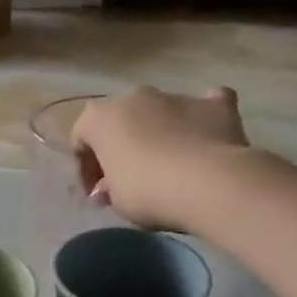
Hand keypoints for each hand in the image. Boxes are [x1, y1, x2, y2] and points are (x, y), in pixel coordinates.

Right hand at [71, 86, 250, 231]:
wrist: (208, 183)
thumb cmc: (146, 191)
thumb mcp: (115, 199)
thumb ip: (108, 188)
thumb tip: (110, 187)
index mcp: (100, 116)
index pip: (81, 140)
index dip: (85, 170)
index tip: (97, 196)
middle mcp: (134, 97)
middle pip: (121, 122)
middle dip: (121, 147)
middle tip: (128, 180)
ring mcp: (176, 96)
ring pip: (160, 113)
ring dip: (158, 134)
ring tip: (168, 167)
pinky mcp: (215, 104)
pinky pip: (204, 107)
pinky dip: (202, 120)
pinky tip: (205, 138)